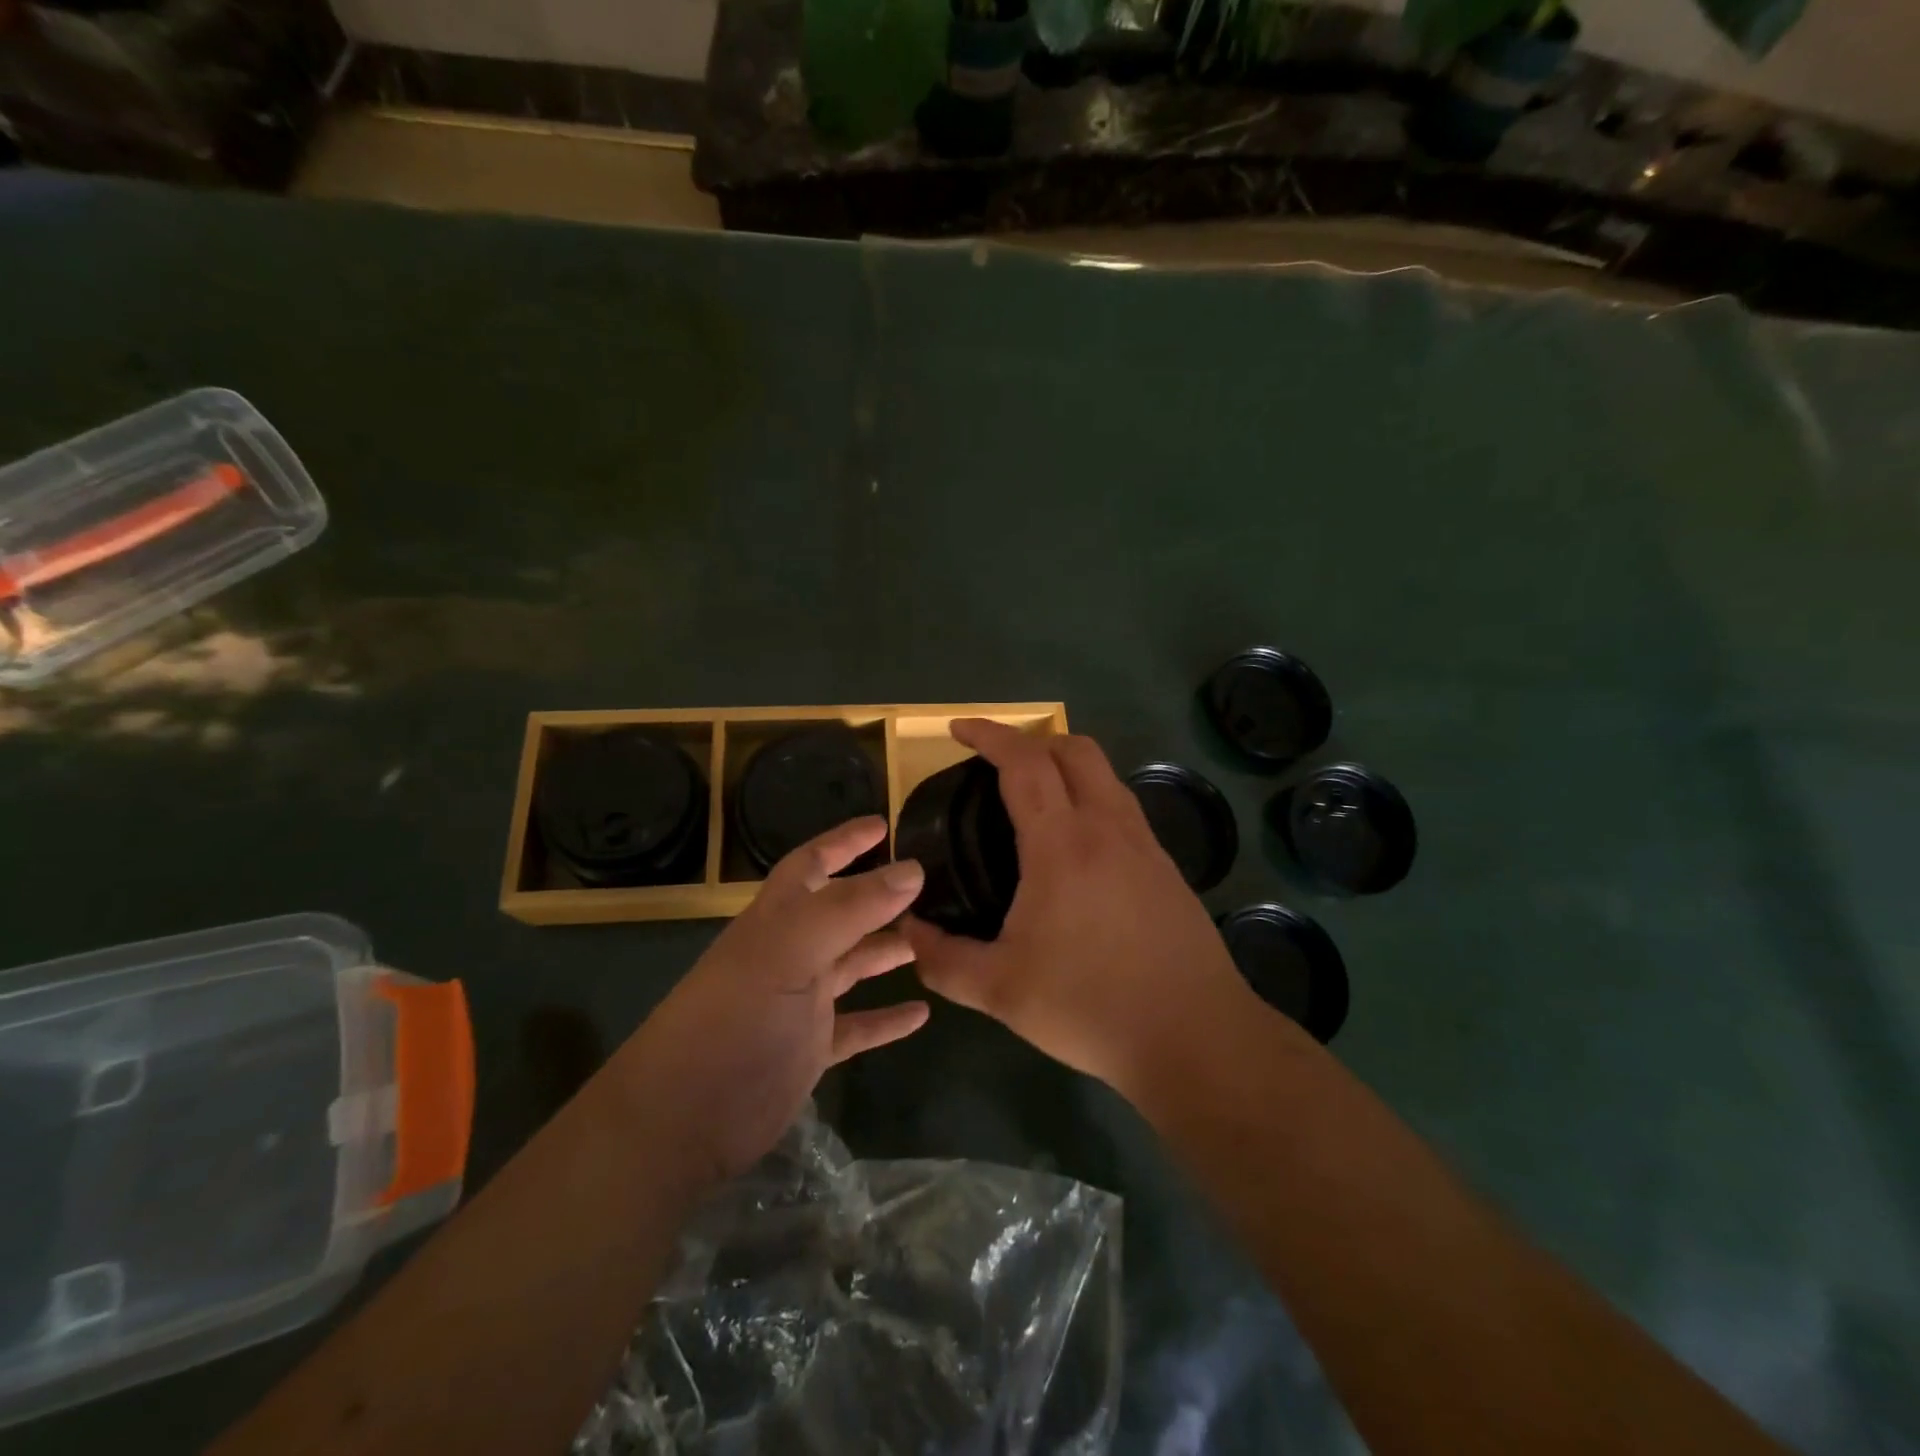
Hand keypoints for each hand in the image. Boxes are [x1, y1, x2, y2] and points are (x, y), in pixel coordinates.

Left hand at [612, 817, 927, 1185]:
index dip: (845, 841)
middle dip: (880, 896)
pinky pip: (858, 1026)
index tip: (886, 824)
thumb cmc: (736, 1018)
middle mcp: (790, 952)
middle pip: (841, 912)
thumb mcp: (791, 950)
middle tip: (931, 887)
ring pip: (854, 964)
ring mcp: (800, 1002)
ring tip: (935, 938)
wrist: (684, 1118)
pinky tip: (922, 1014)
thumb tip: (913, 868)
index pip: (813, 862)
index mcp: (778, 918)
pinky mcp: (810, 1049)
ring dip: (889, 950)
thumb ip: (851, 907)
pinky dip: (887, 1018)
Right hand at [903, 720, 1284, 1097]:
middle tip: (995, 762)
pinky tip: (1076, 845)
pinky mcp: (1166, 867)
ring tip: (1033, 796)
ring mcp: (1144, 845)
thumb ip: (943, 959)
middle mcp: (1107, 828)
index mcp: (1062, 845)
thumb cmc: (1092, 1007)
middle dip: (1030, 739)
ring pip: (1105, 775)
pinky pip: (1122, 807)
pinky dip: (1091, 797)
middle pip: (1074, 749)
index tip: (958, 728)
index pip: (1024, 762)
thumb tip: (904, 932)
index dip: (989, 735)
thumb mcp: (1000, 991)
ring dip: (1065, 764)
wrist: (1195, 1036)